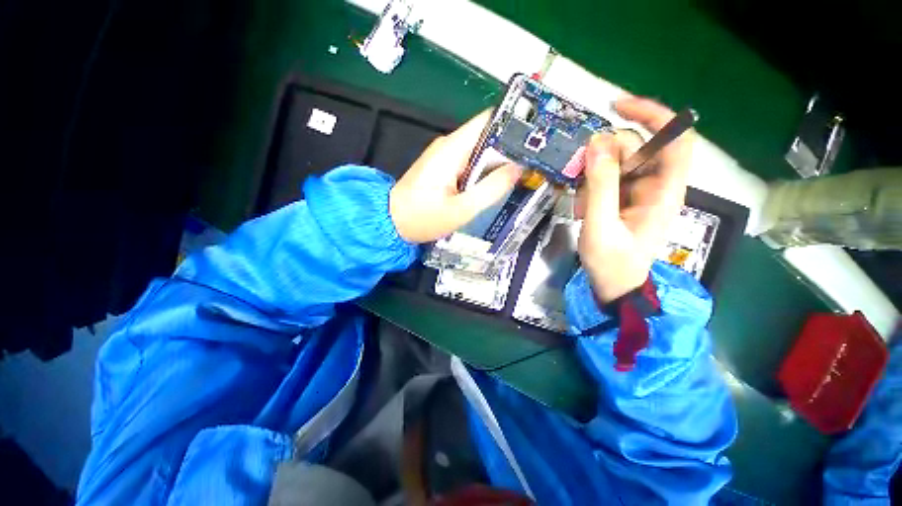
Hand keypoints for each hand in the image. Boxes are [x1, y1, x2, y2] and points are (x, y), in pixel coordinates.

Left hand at [390, 110, 521, 242]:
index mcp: (453, 149)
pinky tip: (497, 184)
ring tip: (522, 175)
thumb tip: (518, 168)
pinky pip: (470, 163)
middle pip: (487, 136)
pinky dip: (485, 172)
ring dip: (499, 162)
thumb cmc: (423, 218)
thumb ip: (491, 189)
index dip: (513, 125)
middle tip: (533, 163)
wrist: (391, 223)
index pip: (488, 120)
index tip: (535, 138)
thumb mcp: (461, 209)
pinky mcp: (443, 168)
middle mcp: (449, 145)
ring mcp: (445, 157)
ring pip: (480, 151)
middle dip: (510, 148)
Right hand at [577, 97, 692, 302]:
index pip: (675, 138)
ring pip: (618, 162)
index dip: (653, 115)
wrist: (614, 286)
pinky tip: (584, 208)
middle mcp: (656, 185)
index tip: (616, 106)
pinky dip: (591, 187)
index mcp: (664, 192)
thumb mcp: (600, 226)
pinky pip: (608, 178)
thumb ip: (600, 185)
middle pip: (637, 148)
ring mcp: (639, 191)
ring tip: (582, 206)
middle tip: (581, 178)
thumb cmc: (612, 263)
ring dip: (594, 177)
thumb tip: (597, 142)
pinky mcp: (624, 198)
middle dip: (605, 158)